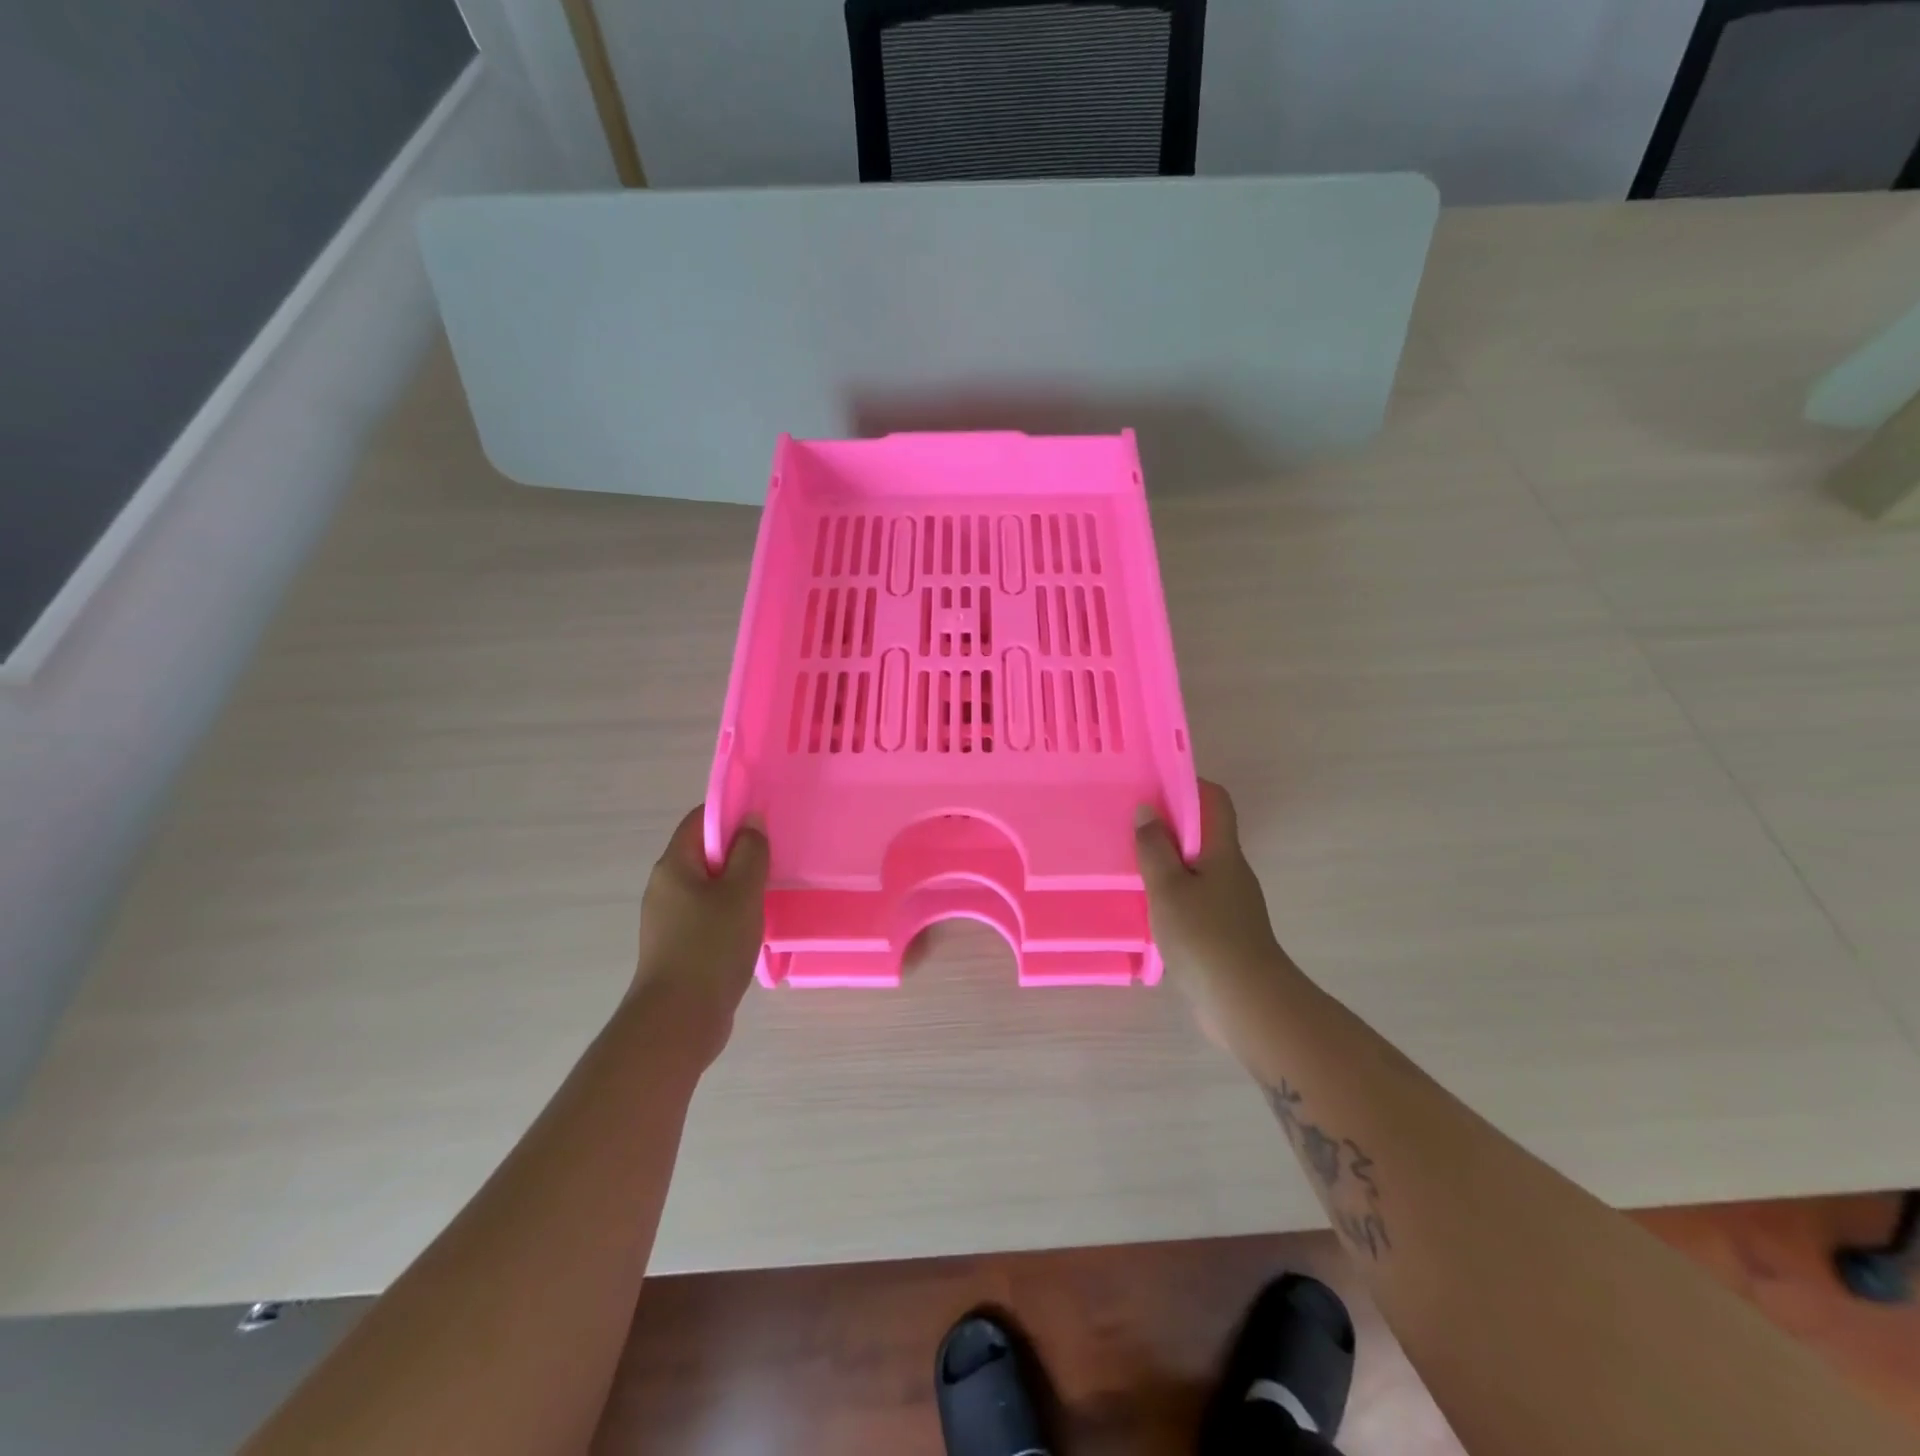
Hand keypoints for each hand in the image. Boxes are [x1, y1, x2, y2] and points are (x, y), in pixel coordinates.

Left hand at [631, 806, 768, 1064]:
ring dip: (740, 885)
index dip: (732, 812)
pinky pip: (709, 915)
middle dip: (741, 851)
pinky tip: (756, 926)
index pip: (700, 820)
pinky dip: (733, 913)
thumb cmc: (710, 947)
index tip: (766, 819)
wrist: (678, 1022)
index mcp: (674, 866)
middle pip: (705, 853)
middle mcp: (666, 887)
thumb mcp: (741, 892)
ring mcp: (670, 920)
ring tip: (773, 891)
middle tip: (777, 856)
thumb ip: (750, 852)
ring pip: (710, 887)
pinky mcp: (680, 947)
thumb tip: (751, 820)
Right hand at [1136, 780, 1297, 1035]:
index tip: (1151, 786)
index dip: (1188, 785)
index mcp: (1223, 851)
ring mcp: (1231, 903)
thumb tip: (1148, 809)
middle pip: (1204, 833)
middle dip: (1169, 824)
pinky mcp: (1224, 931)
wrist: (1246, 1003)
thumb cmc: (1204, 936)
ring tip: (1130, 864)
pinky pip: (1195, 897)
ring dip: (1168, 861)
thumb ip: (1154, 848)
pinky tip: (1148, 907)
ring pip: (1197, 867)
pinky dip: (1172, 893)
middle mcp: (1232, 871)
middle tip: (1129, 825)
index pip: (1215, 801)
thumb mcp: (1168, 887)